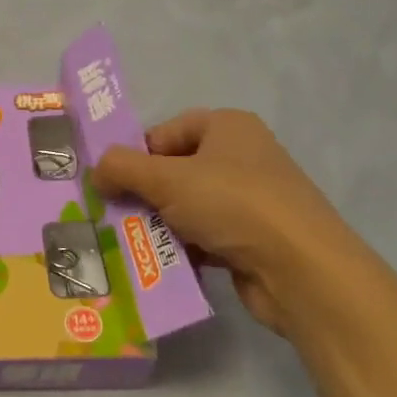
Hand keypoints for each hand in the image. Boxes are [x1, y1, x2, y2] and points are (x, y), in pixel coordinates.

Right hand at [94, 109, 369, 336]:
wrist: (302, 270)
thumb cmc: (232, 204)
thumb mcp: (166, 179)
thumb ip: (121, 168)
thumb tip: (95, 171)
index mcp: (227, 127)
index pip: (165, 132)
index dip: (136, 156)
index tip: (113, 185)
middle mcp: (243, 156)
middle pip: (175, 170)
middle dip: (145, 195)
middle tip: (116, 217)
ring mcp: (252, 199)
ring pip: (188, 206)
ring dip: (161, 225)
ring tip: (135, 245)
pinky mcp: (255, 238)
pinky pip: (207, 236)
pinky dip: (186, 248)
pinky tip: (164, 265)